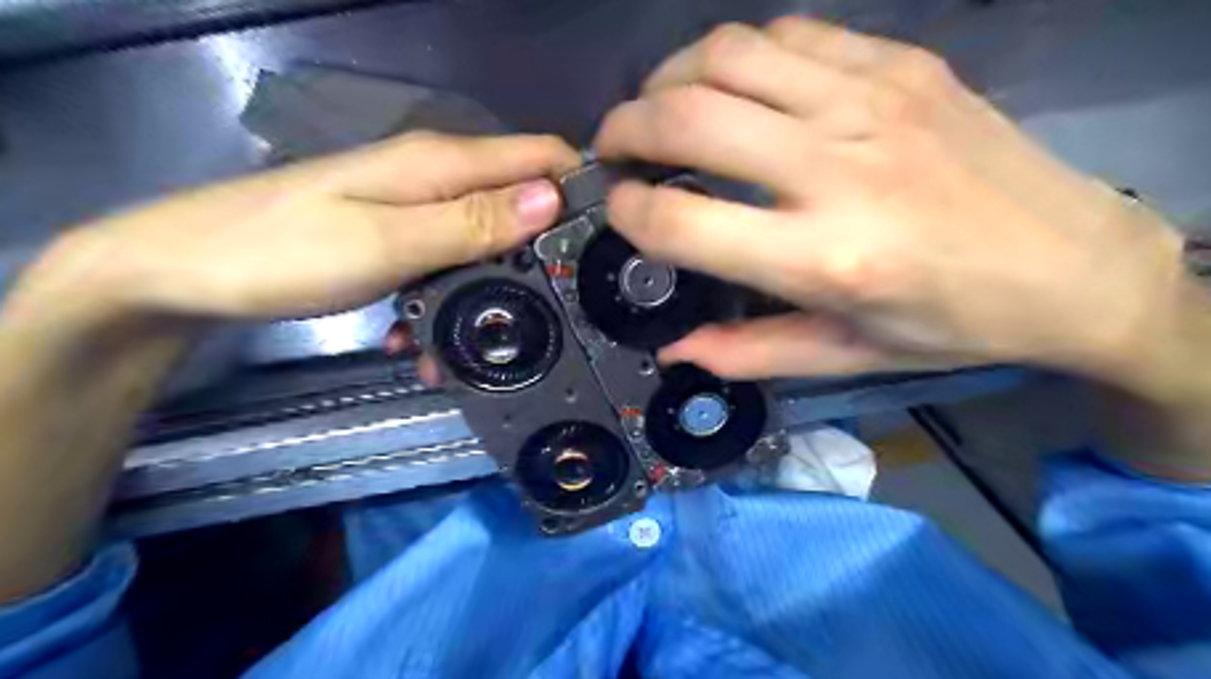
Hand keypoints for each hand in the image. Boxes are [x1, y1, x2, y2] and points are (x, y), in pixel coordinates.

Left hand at [25, 132, 574, 321]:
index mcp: (441, 164)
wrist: (183, 273)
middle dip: (544, 248)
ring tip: (486, 337)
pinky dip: (454, 292)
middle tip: (555, 306)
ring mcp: (414, 209)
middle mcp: (435, 178)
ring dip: (496, 283)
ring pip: (485, 237)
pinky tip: (431, 333)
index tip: (603, 241)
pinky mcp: (396, 237)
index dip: (580, 186)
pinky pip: (447, 259)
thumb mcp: (390, 242)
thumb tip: (553, 198)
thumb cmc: (283, 253)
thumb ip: (474, 221)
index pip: (540, 155)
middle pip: (520, 200)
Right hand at [593, 16, 1188, 387]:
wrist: (1075, 264)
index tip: (619, 208)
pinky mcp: (900, 64)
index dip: (630, 211)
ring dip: (670, 78)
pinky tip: (735, 87)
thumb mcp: (845, 355)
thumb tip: (675, 349)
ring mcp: (870, 101)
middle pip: (688, 117)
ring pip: (727, 54)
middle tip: (614, 149)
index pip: (682, 221)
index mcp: (823, 258)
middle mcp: (836, 168)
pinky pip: (788, 35)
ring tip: (661, 109)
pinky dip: (738, 56)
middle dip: (626, 129)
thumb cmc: (951, 324)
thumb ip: (748, 351)